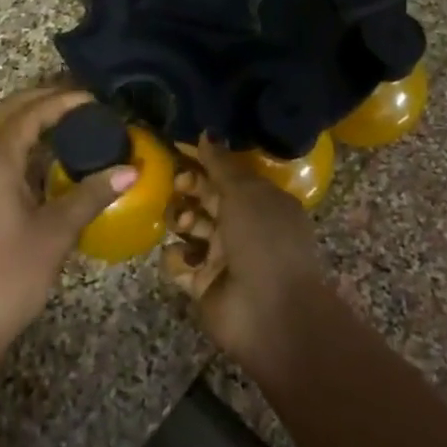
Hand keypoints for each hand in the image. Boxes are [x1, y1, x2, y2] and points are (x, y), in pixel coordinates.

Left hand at [0, 89, 135, 390]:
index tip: (94, 99)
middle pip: (2, 115)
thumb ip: (91, 196)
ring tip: (68, 123)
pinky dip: (22, 147)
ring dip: (26, 122)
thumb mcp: (55, 233)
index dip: (60, 102)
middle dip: (36, 100)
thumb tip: (130, 170)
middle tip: (75, 101)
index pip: (27, 116)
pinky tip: (50, 162)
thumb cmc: (9, 275)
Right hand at [164, 141, 327, 363]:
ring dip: (181, 220)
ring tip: (185, 226)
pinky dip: (176, 259)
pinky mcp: (201, 283)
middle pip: (205, 198)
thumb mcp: (246, 193)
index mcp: (261, 202)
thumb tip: (207, 133)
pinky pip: (178, 262)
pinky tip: (184, 260)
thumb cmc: (264, 241)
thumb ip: (222, 164)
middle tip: (180, 185)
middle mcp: (242, 227)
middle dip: (189, 188)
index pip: (226, 174)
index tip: (177, 148)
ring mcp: (221, 257)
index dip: (203, 160)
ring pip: (188, 227)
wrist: (270, 313)